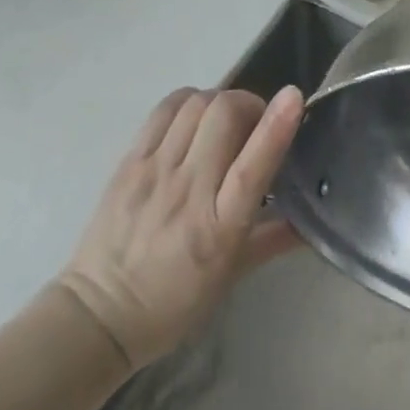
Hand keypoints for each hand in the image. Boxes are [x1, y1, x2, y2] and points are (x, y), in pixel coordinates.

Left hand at [58, 86, 304, 370]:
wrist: (99, 313)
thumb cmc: (173, 302)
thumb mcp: (230, 278)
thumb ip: (272, 240)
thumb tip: (310, 221)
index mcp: (218, 228)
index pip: (252, 165)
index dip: (276, 126)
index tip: (294, 96)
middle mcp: (188, 191)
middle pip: (223, 115)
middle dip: (249, 104)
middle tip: (254, 122)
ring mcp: (155, 171)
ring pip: (195, 104)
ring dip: (220, 101)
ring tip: (224, 120)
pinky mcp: (130, 160)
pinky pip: (164, 109)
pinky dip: (188, 101)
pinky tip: (194, 117)